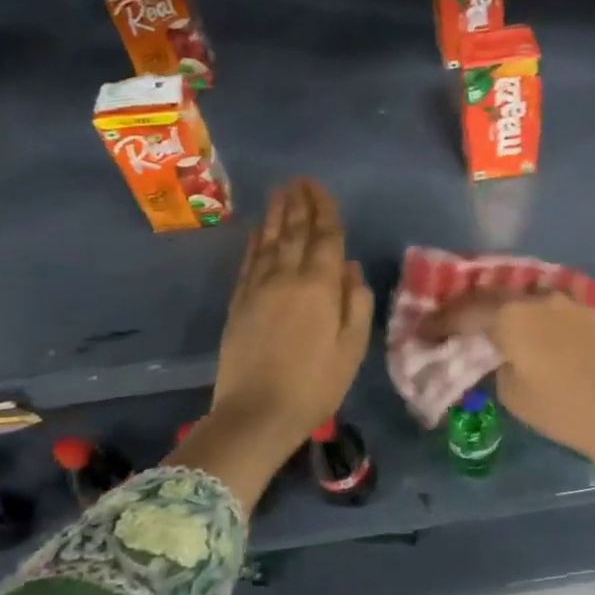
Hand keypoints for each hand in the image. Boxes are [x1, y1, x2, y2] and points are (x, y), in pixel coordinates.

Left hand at [180, 179, 373, 510]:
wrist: (257, 414)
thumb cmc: (316, 384)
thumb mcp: (352, 348)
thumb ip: (355, 303)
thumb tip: (351, 268)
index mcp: (319, 287)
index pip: (325, 238)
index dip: (325, 211)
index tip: (321, 188)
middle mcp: (286, 278)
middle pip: (293, 232)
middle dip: (299, 204)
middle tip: (299, 180)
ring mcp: (258, 289)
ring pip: (268, 242)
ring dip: (275, 215)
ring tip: (280, 193)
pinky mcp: (238, 303)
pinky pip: (248, 262)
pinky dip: (254, 242)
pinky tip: (258, 231)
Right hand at [424, 294, 594, 480]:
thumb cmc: (564, 411)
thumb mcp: (513, 394)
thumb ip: (496, 363)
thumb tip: (497, 352)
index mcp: (513, 316)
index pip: (465, 311)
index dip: (439, 322)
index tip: (422, 332)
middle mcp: (539, 298)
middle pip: (494, 295)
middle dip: (469, 308)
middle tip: (451, 323)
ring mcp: (570, 302)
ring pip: (526, 298)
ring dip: (504, 309)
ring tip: (489, 323)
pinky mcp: (592, 312)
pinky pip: (552, 308)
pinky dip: (533, 316)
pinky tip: (530, 330)